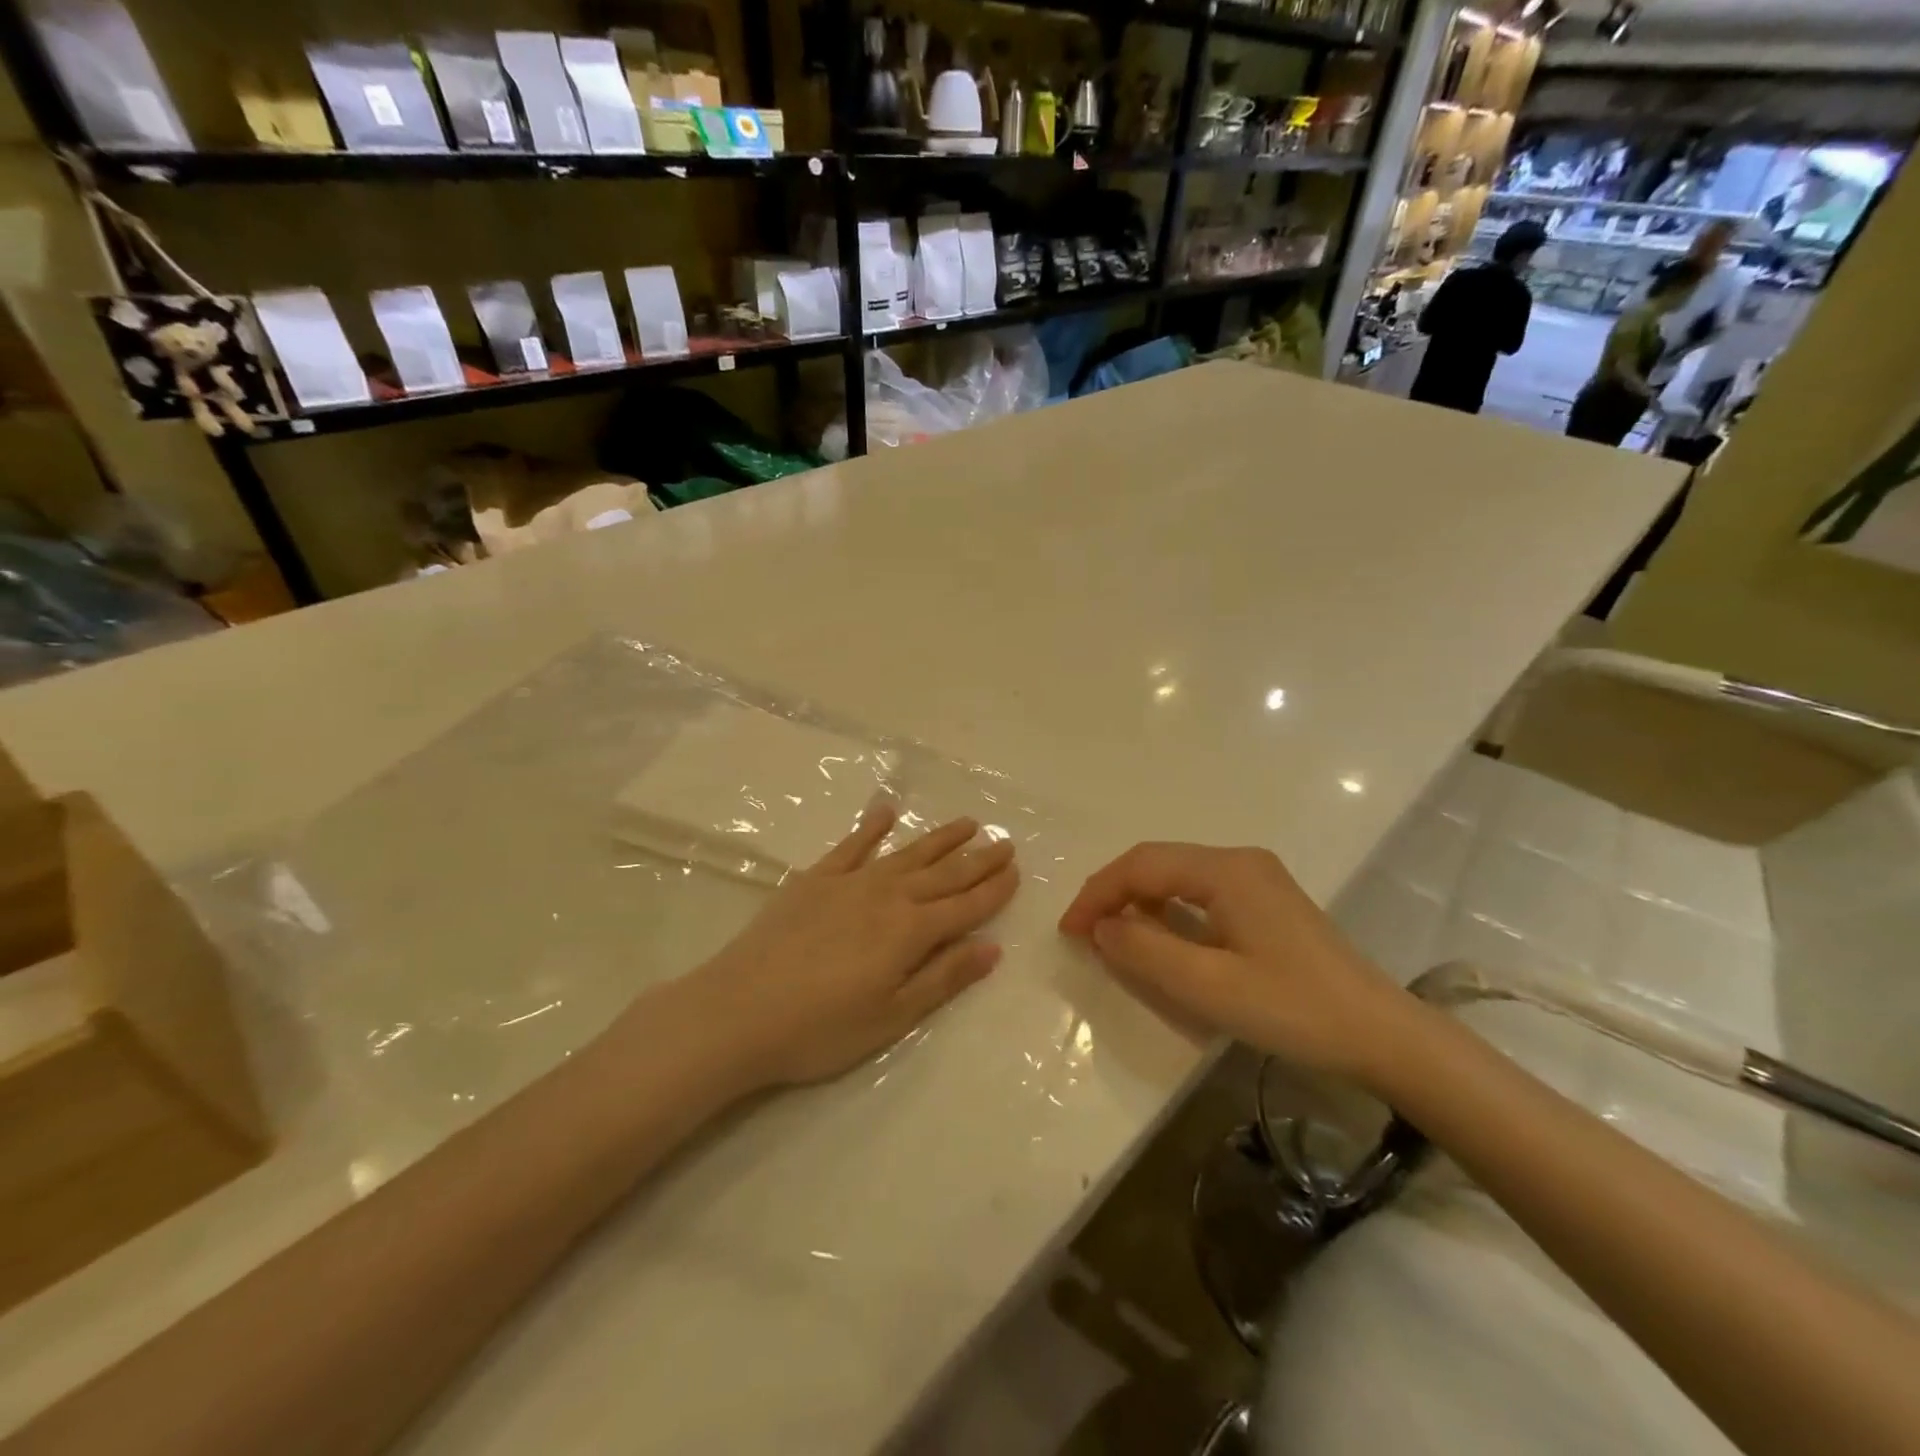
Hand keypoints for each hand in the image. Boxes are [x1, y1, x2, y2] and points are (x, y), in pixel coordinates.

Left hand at [692, 801, 1018, 1087]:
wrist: (738, 1011)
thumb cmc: (821, 1028)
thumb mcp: (892, 1016)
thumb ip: (943, 978)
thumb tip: (992, 947)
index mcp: (910, 932)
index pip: (965, 906)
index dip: (993, 890)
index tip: (1016, 870)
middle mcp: (887, 896)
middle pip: (943, 874)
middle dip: (977, 858)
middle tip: (1004, 839)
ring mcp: (849, 882)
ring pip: (906, 853)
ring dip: (939, 838)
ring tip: (967, 822)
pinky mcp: (814, 879)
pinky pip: (851, 845)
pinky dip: (871, 827)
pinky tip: (886, 811)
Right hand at [1059, 843, 1404, 1080]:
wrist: (1383, 1035)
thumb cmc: (1294, 1009)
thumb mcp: (1210, 987)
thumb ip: (1146, 952)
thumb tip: (1100, 928)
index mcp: (1225, 870)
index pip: (1141, 865)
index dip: (1098, 894)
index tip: (1068, 932)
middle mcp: (1238, 861)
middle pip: (1157, 863)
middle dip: (1114, 894)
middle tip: (1083, 933)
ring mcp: (1255, 879)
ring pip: (1177, 877)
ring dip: (1139, 902)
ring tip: (1111, 937)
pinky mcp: (1265, 901)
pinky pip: (1199, 893)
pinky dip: (1167, 911)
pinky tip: (1158, 938)